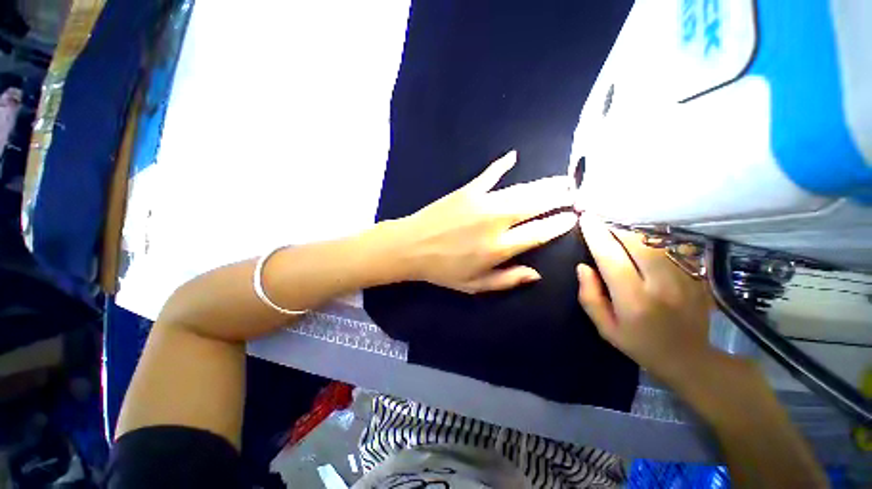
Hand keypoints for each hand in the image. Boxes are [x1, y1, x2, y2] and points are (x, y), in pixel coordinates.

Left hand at [397, 151, 575, 292]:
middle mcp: (496, 222)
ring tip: (562, 180)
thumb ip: (507, 280)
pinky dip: (501, 165)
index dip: (559, 224)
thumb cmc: (443, 270)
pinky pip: (489, 175)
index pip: (539, 233)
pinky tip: (513, 156)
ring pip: (520, 190)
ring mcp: (481, 203)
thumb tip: (536, 274)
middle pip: (535, 206)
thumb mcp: (475, 285)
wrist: (412, 247)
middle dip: (559, 198)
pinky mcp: (467, 191)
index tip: (574, 217)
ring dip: (543, 184)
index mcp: (499, 248)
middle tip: (575, 191)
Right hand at [576, 213, 715, 384]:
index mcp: (634, 300)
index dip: (596, 236)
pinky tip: (642, 244)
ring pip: (654, 242)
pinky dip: (651, 241)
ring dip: (632, 233)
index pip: (611, 258)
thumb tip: (583, 266)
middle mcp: (661, 285)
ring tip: (617, 233)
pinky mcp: (696, 275)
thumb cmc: (640, 344)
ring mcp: (684, 278)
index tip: (585, 218)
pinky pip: (670, 247)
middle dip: (614, 229)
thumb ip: (590, 297)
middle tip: (600, 224)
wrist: (691, 358)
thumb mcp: (605, 328)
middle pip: (636, 243)